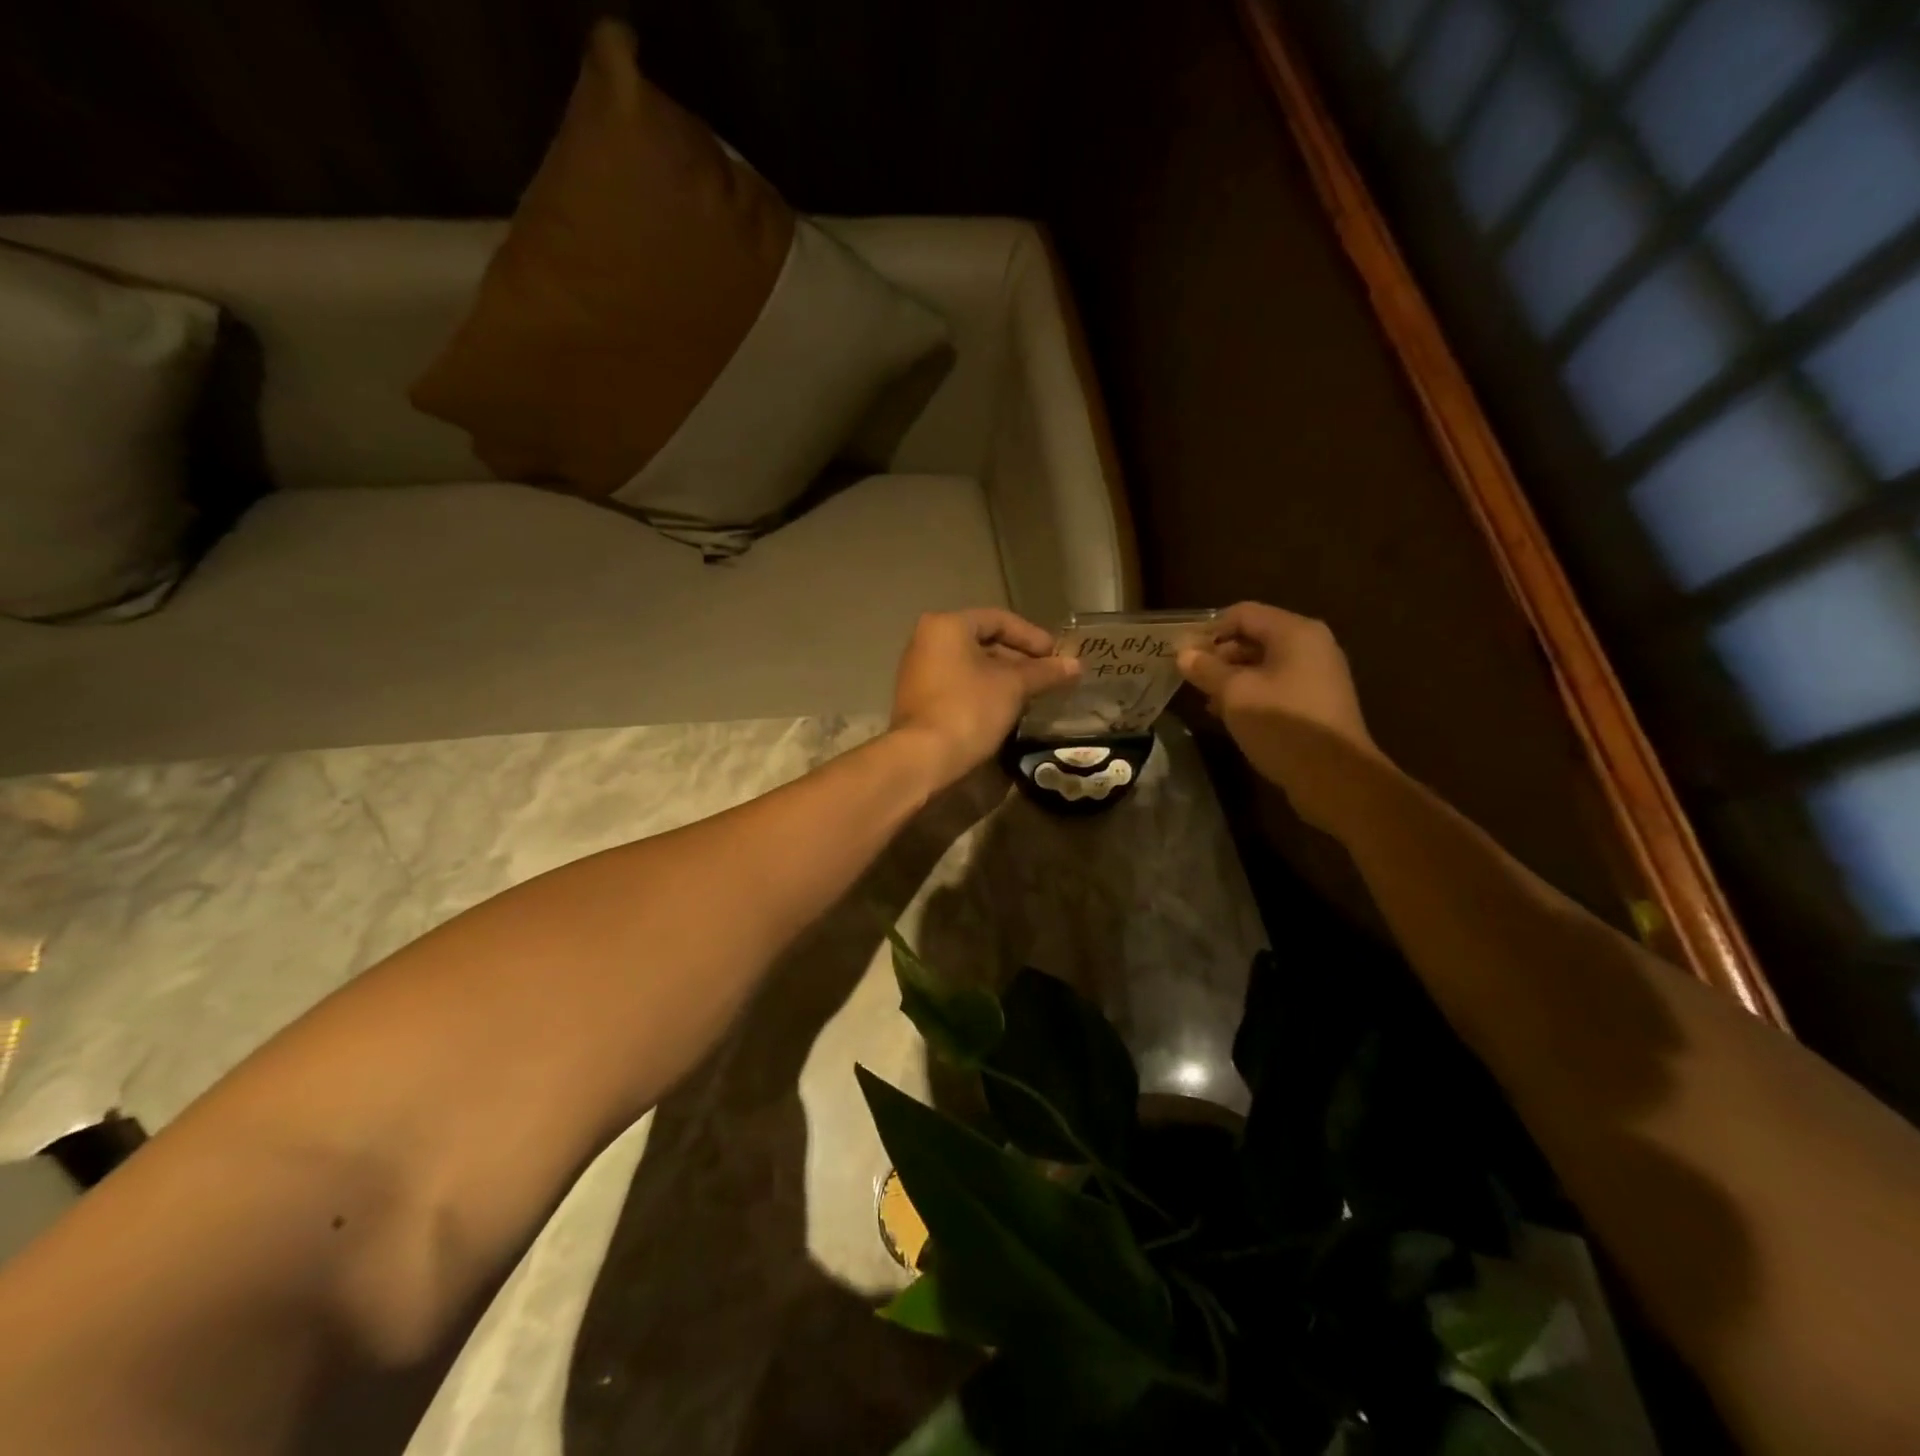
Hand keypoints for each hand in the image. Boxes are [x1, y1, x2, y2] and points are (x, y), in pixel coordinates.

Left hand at [890, 609, 1080, 785]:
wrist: (924, 757)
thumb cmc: (969, 709)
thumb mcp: (1013, 687)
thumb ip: (1044, 672)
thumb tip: (1075, 665)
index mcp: (947, 626)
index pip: (998, 619)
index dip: (1032, 636)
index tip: (1056, 656)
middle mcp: (927, 640)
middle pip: (983, 641)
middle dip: (1019, 658)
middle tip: (1047, 676)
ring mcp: (918, 671)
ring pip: (971, 665)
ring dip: (1003, 676)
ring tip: (1032, 694)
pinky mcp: (919, 699)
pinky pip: (958, 684)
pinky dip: (983, 690)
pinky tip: (1006, 708)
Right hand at [1177, 602, 1383, 828]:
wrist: (1335, 778)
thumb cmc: (1282, 724)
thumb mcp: (1235, 694)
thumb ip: (1206, 669)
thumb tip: (1184, 654)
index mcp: (1295, 632)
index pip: (1242, 614)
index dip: (1209, 630)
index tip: (1182, 654)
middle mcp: (1311, 645)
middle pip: (1255, 637)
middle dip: (1220, 655)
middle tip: (1191, 678)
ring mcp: (1318, 674)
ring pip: (1264, 664)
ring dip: (1233, 678)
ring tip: (1207, 700)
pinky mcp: (1317, 702)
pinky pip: (1277, 685)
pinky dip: (1252, 693)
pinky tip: (1230, 715)